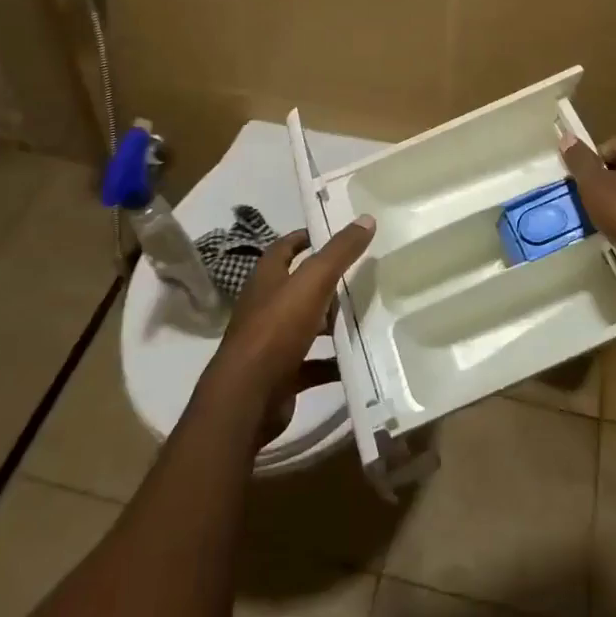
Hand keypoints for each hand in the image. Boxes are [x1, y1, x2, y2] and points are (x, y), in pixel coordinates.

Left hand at [204, 216, 374, 445]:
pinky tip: (358, 360)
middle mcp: (266, 306)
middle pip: (299, 287)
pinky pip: (313, 364)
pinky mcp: (282, 375)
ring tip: (368, 315)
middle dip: (328, 281)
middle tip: (363, 274)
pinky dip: (333, 362)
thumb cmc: (276, 329)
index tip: (337, 233)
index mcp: (267, 278)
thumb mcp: (313, 282)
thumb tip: (366, 218)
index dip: (307, 237)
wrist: (247, 398)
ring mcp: (272, 343)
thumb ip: (339, 251)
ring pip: (307, 325)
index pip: (285, 247)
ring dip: (332, 323)